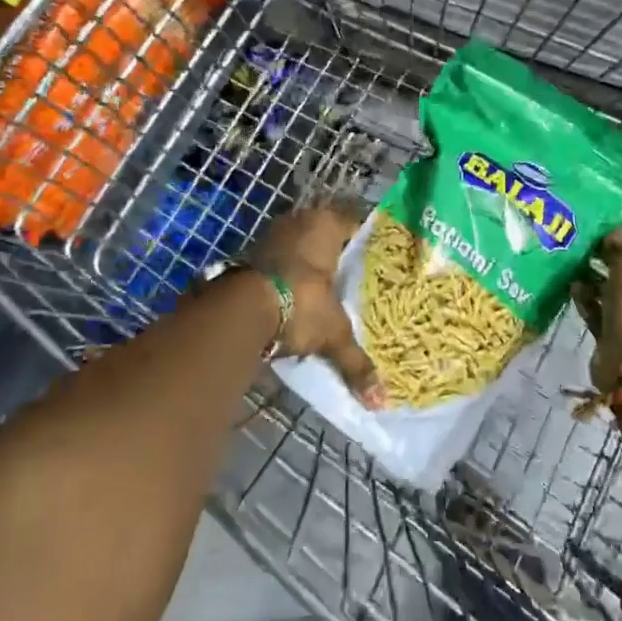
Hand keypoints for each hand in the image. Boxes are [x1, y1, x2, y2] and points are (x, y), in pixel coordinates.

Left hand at [249, 201, 384, 405]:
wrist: (241, 310)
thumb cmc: (301, 304)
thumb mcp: (334, 333)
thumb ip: (356, 362)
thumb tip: (380, 400)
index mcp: (327, 224)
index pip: (354, 225)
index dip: (365, 244)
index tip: (375, 263)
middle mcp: (300, 220)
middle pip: (325, 235)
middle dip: (335, 256)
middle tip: (351, 280)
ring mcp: (273, 234)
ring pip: (300, 246)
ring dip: (308, 265)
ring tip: (325, 292)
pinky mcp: (251, 253)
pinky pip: (279, 261)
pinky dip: (286, 275)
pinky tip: (295, 297)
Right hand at [589, 228, 621, 393]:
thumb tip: (613, 237)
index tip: (607, 233)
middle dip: (610, 258)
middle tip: (589, 248)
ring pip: (617, 289)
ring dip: (597, 278)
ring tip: (577, 266)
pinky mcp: (621, 333)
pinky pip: (603, 310)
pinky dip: (589, 299)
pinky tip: (574, 288)